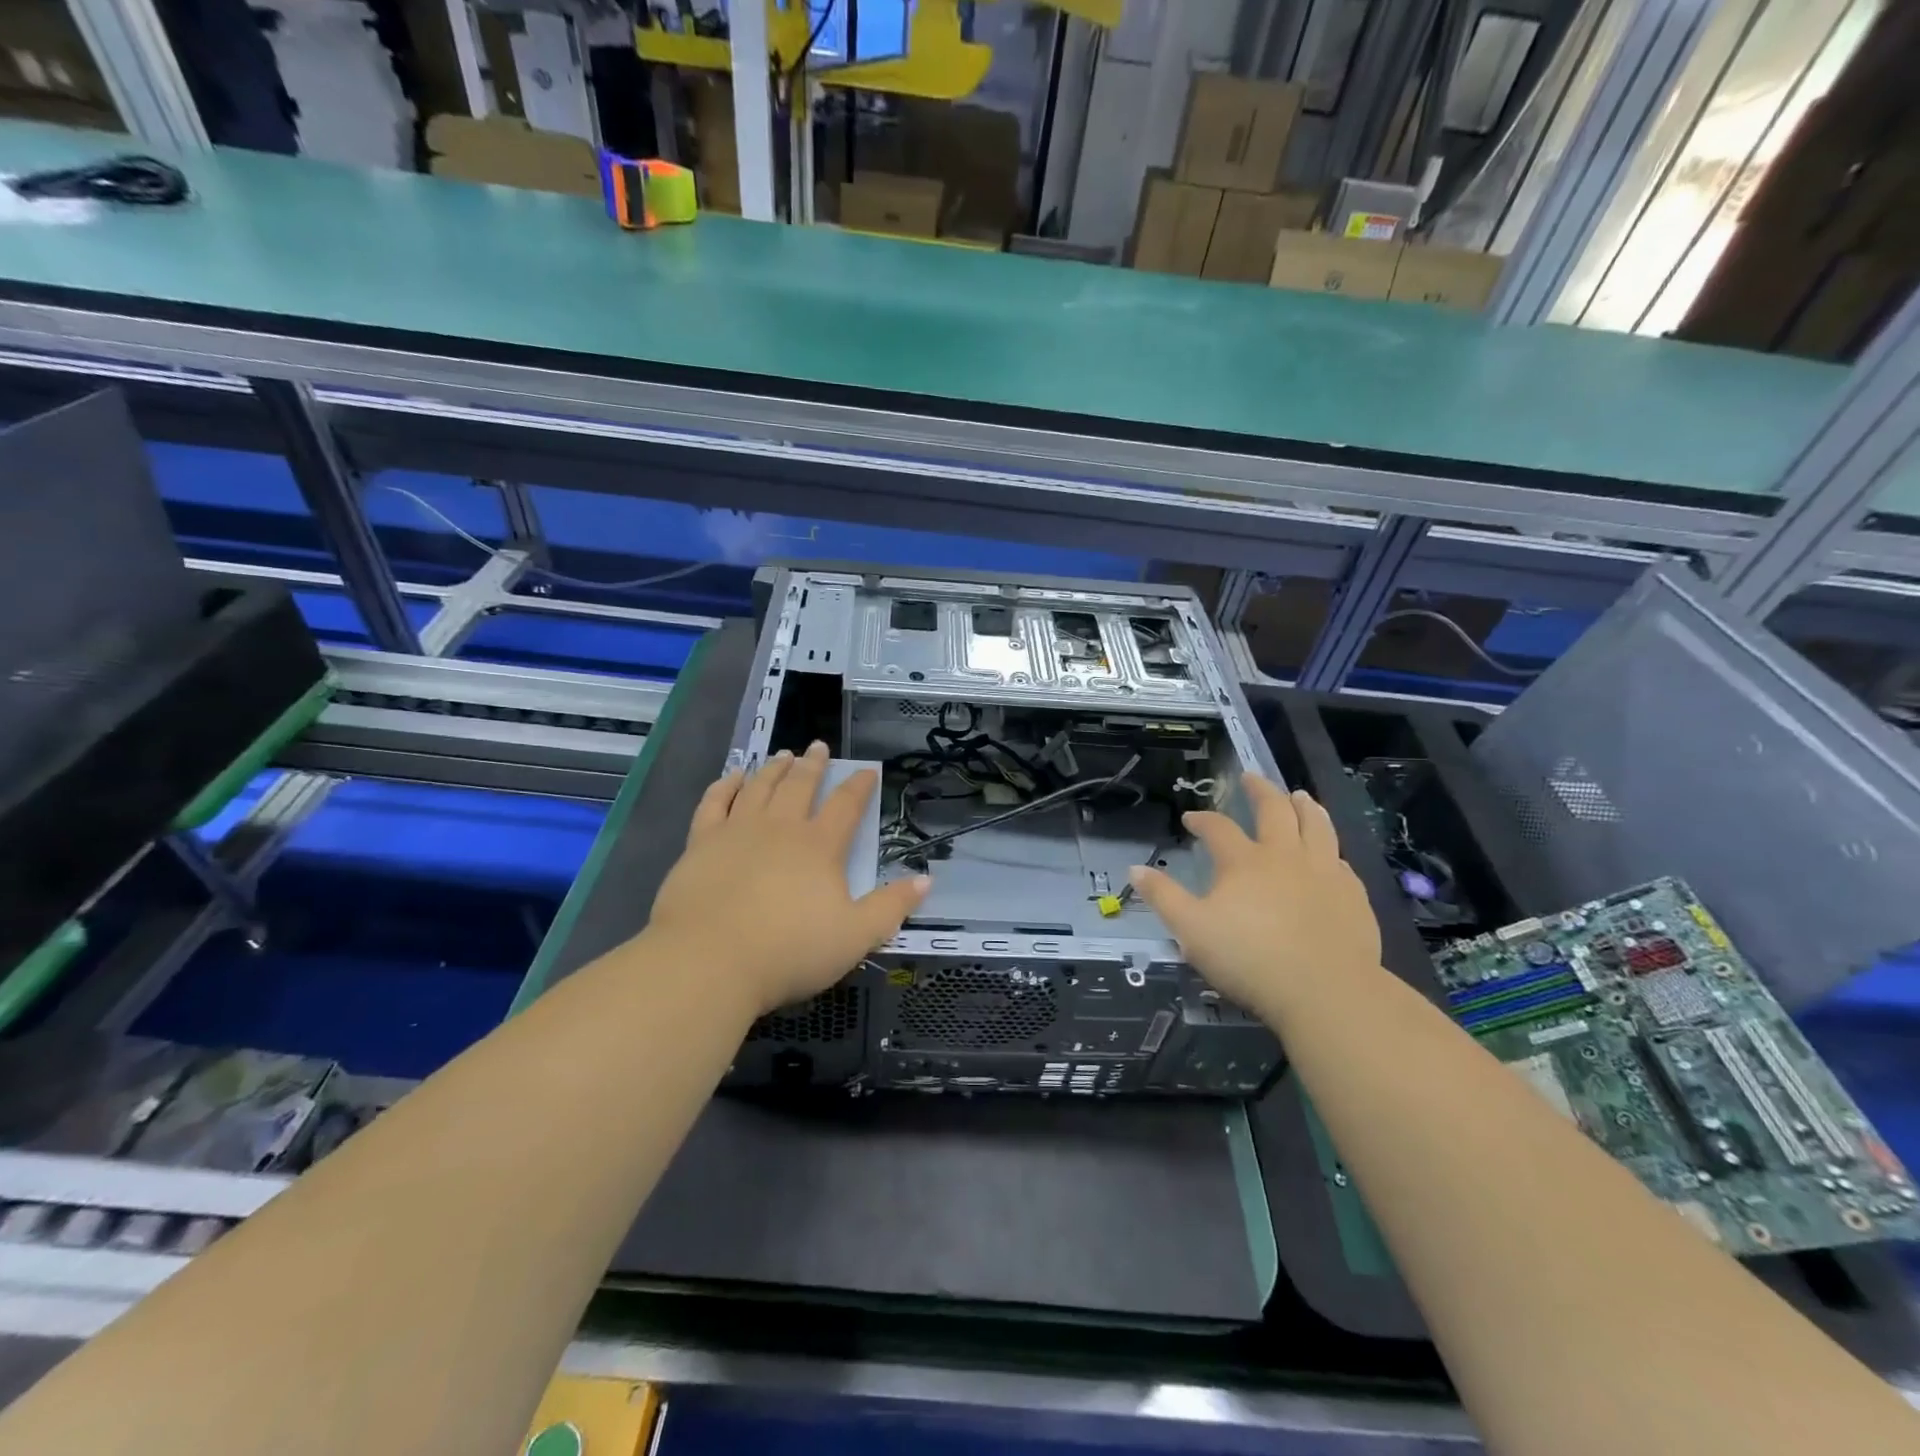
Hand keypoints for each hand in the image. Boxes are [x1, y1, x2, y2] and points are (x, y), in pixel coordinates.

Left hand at [646, 741, 929, 1016]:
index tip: (867, 771)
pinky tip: (733, 776)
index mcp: (820, 847)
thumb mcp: (855, 937)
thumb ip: (891, 907)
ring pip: (760, 787)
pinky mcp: (701, 843)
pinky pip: (715, 802)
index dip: (859, 786)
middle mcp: (780, 828)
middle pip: (800, 786)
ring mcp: (737, 831)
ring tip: (783, 755)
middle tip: (818, 747)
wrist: (709, 961)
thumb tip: (926, 880)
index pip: (846, 806)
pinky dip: (726, 785)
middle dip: (813, 765)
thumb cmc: (789, 951)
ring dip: (774, 768)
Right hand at [1128, 777, 1379, 1020]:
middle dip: (1260, 790)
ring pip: (1317, 826)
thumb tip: (1135, 869)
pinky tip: (1331, 855)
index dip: (1202, 820)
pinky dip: (1331, 849)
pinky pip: (1341, 861)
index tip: (1191, 818)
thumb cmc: (1250, 959)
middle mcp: (1285, 856)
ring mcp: (1324, 872)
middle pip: (1275, 810)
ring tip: (1300, 796)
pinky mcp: (1352, 895)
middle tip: (1250, 777)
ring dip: (1306, 806)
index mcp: (1244, 862)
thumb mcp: (1192, 931)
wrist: (1326, 992)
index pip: (1218, 828)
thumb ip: (1163, 897)